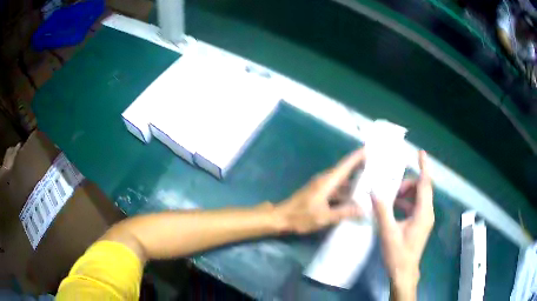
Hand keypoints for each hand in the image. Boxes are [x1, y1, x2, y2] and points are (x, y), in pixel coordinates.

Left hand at [277, 148, 364, 233]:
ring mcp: (321, 186)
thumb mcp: (324, 217)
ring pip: (341, 180)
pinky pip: (336, 188)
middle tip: (375, 166)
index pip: (345, 165)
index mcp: (327, 181)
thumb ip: (344, 212)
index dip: (357, 156)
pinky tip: (354, 196)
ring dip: (353, 180)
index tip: (368, 149)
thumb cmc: (301, 216)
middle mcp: (325, 180)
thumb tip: (364, 209)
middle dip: (359, 166)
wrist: (281, 217)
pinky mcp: (319, 193)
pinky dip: (346, 190)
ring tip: (369, 181)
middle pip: (345, 170)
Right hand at [372, 150, 433, 300]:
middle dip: (406, 184)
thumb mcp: (388, 232)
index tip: (420, 152)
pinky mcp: (420, 224)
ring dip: (404, 194)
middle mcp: (427, 213)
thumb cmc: (398, 254)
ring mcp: (424, 219)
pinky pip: (414, 206)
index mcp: (423, 213)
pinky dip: (404, 203)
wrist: (404, 273)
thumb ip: (382, 210)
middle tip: (390, 189)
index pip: (426, 184)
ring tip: (388, 199)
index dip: (424, 167)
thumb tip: (374, 191)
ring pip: (417, 198)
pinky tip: (392, 208)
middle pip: (420, 189)